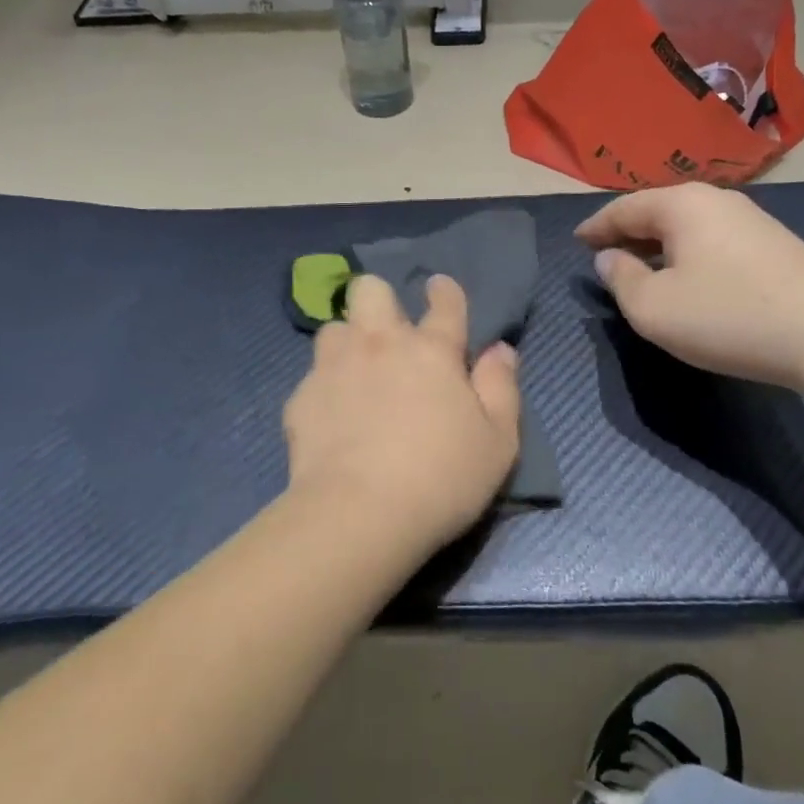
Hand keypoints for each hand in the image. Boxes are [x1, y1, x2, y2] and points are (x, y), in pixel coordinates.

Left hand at [283, 273, 521, 556]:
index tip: (439, 288)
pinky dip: (325, 388)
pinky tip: (332, 418)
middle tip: (388, 333)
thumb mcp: (498, 441)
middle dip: (379, 299)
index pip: (444, 301)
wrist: (359, 514)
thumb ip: (501, 387)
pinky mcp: (302, 397)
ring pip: (334, 327)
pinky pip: (313, 376)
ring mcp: (335, 367)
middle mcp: (380, 344)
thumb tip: (501, 350)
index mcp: (432, 350)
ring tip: (355, 373)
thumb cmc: (442, 478)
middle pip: (371, 290)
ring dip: (348, 342)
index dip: (444, 290)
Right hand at [575, 184, 803, 386]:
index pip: (623, 208)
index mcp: (681, 204)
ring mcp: (750, 219)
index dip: (595, 227)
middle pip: (657, 211)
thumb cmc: (727, 315)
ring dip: (659, 245)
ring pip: (688, 226)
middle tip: (604, 255)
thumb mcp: (653, 308)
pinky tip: (689, 278)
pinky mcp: (774, 244)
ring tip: (642, 268)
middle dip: (627, 233)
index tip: (577, 242)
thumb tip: (609, 260)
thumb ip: (620, 280)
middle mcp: (715, 200)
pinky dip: (688, 254)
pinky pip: (713, 240)